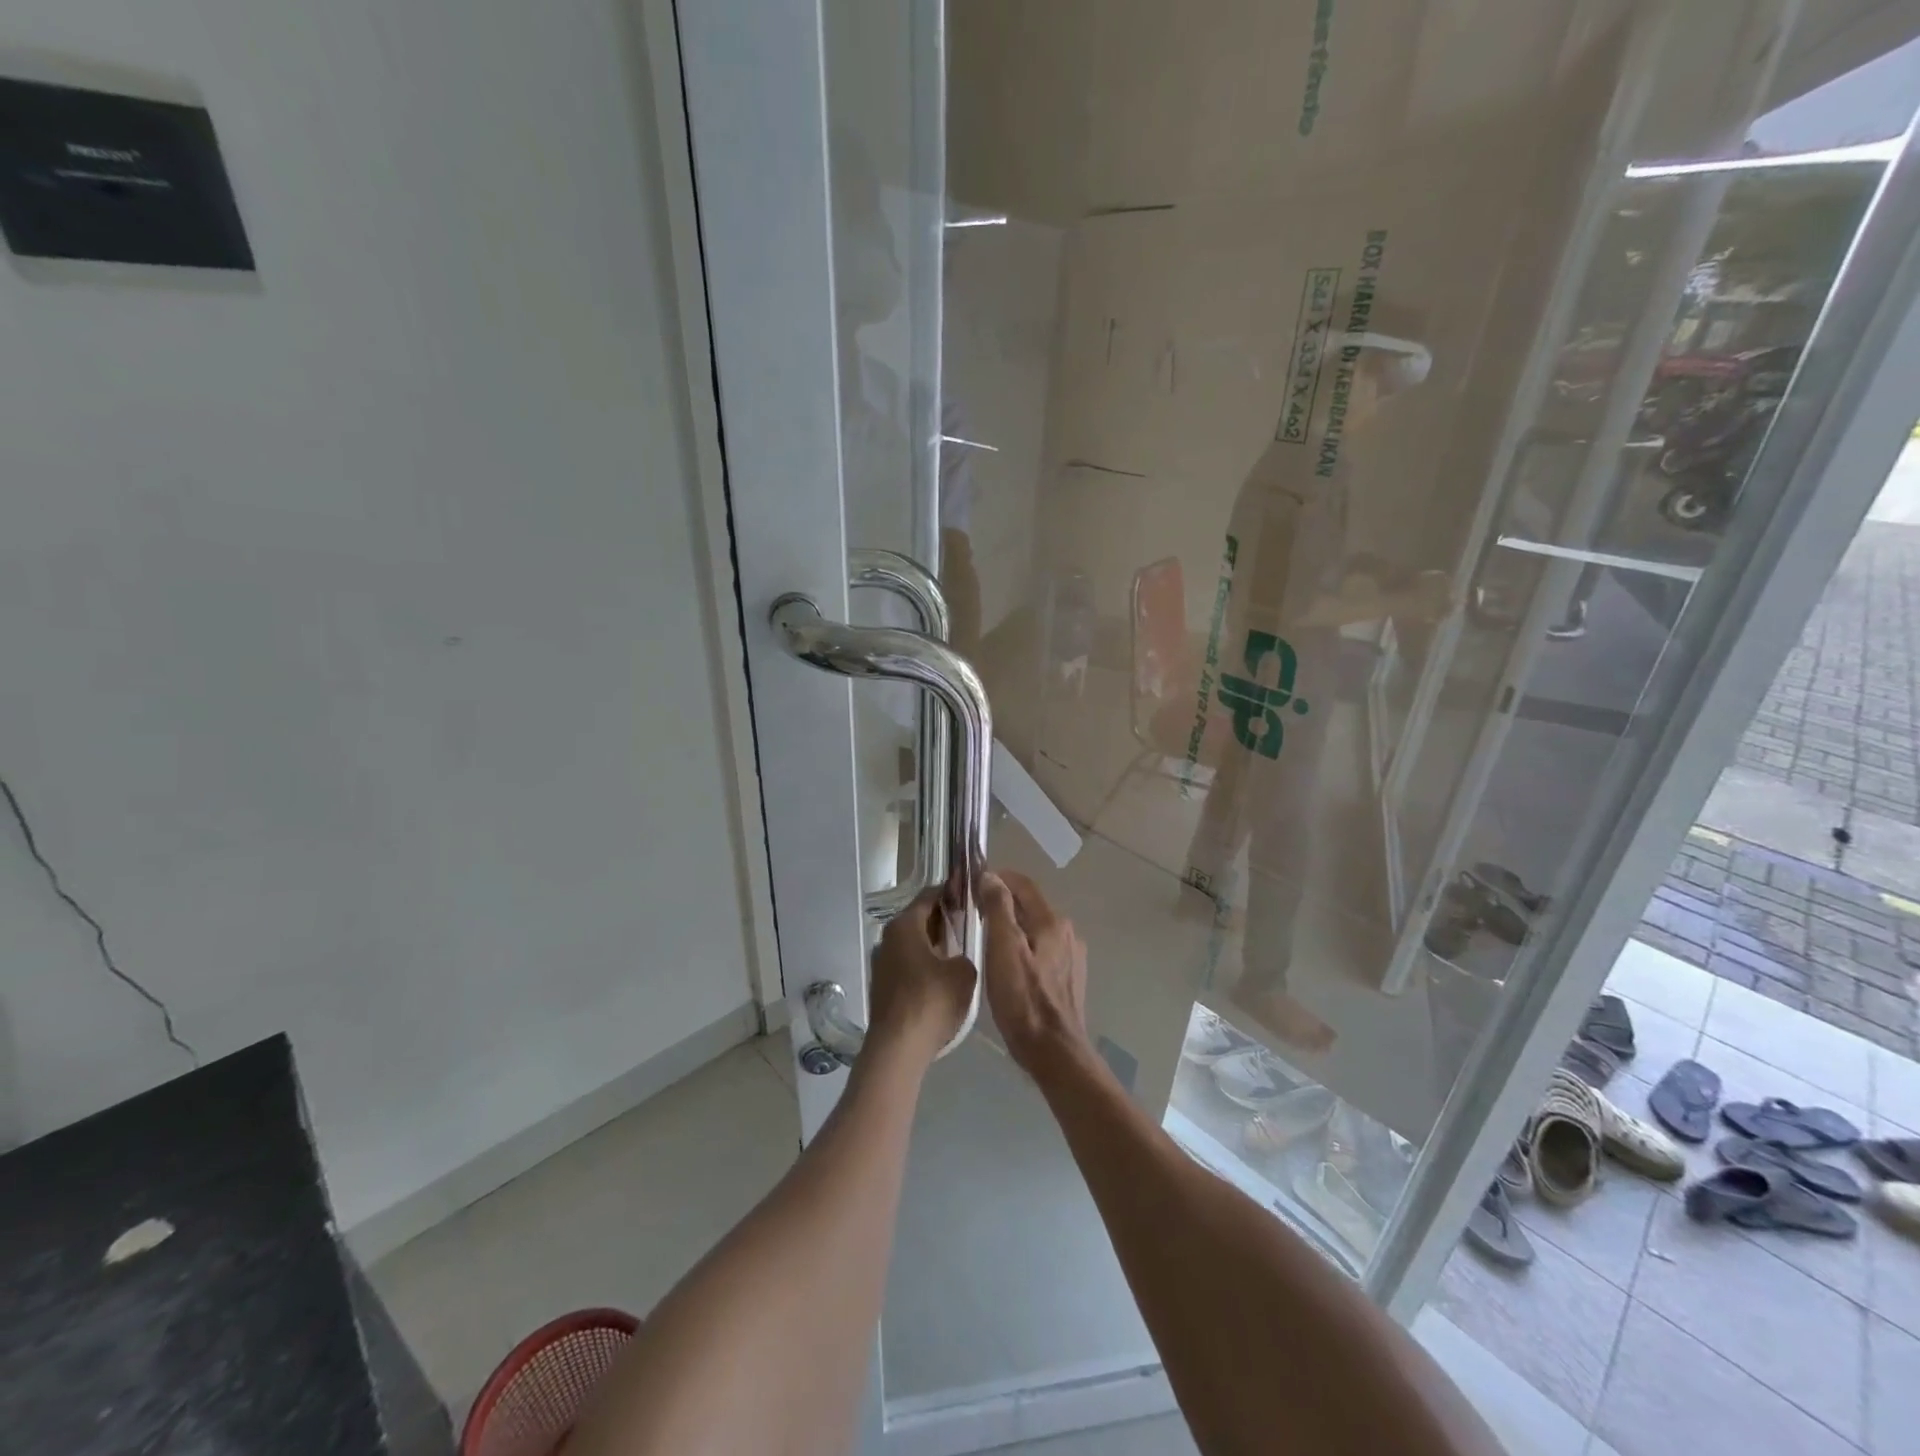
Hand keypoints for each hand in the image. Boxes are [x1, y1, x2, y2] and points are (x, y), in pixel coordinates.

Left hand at [866, 887, 977, 1064]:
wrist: (898, 1048)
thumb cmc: (932, 1002)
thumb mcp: (964, 973)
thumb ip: (967, 954)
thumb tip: (959, 957)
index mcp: (905, 925)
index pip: (929, 895)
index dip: (951, 891)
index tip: (970, 893)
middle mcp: (888, 937)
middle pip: (919, 918)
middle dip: (944, 918)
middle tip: (970, 921)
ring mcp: (882, 962)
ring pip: (913, 942)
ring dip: (934, 942)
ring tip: (961, 950)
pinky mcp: (882, 985)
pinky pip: (908, 963)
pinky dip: (925, 962)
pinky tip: (943, 976)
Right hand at [978, 869, 1090, 1076]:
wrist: (1054, 1052)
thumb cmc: (1023, 1000)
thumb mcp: (1003, 949)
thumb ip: (998, 908)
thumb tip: (991, 876)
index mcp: (1052, 921)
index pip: (1023, 884)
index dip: (998, 878)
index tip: (972, 884)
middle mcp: (1067, 932)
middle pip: (1031, 905)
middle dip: (1003, 903)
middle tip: (973, 912)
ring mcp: (1071, 956)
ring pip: (1036, 928)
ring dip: (1013, 926)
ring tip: (986, 938)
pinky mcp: (1069, 978)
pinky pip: (1042, 949)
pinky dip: (1023, 946)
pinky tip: (1007, 965)